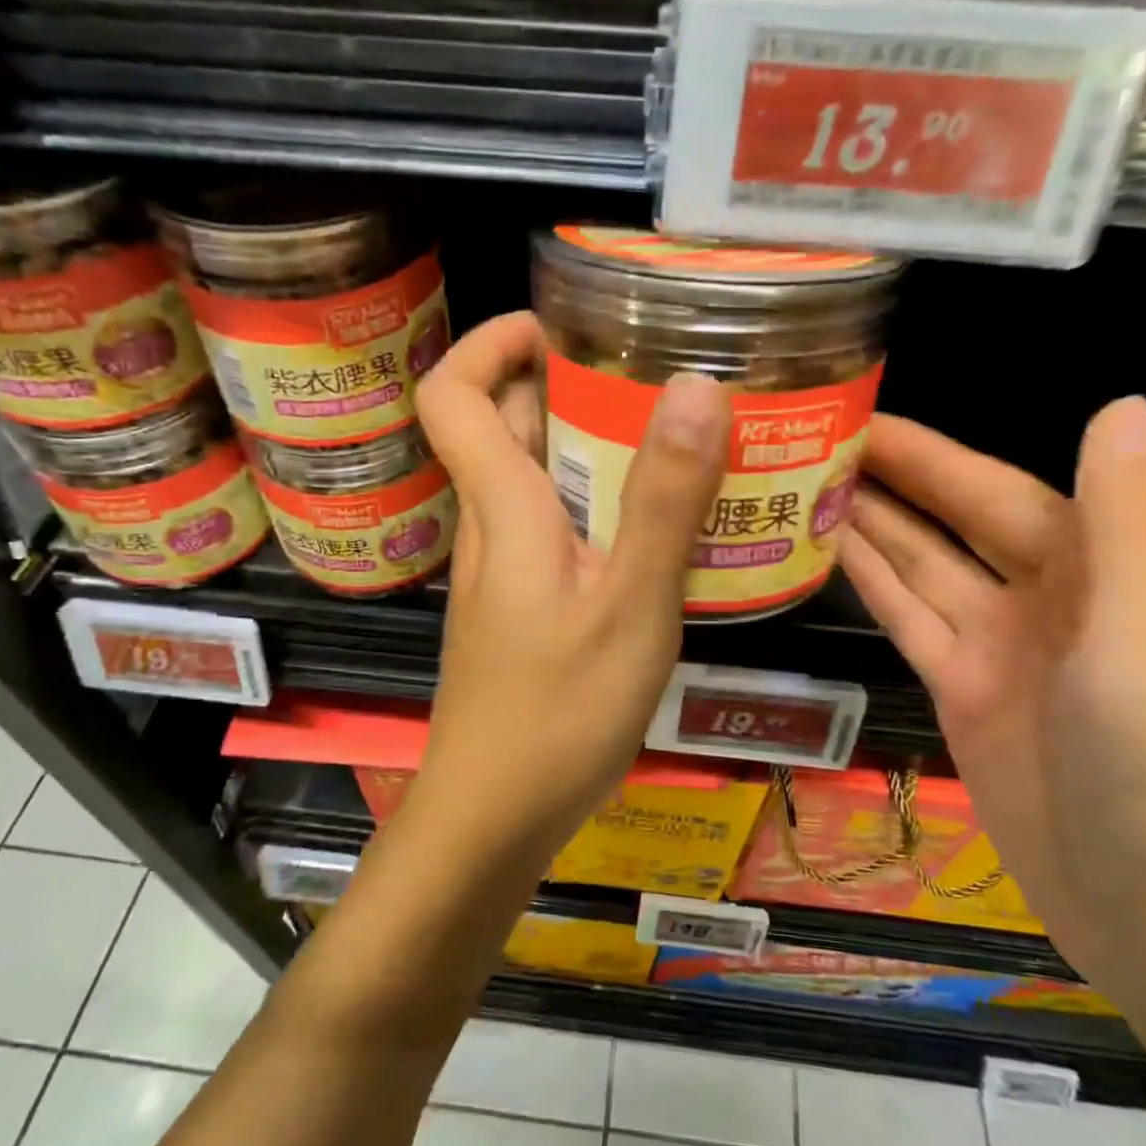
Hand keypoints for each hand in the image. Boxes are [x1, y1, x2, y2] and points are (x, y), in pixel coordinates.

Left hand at [412, 312, 730, 858]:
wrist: (494, 816)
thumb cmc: (558, 713)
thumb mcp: (630, 604)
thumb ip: (663, 500)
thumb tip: (694, 387)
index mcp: (503, 508)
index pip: (451, 394)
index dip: (492, 342)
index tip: (563, 328)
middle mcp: (493, 526)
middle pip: (506, 426)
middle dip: (569, 387)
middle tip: (654, 383)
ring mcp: (504, 570)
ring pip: (535, 480)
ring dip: (594, 448)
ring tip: (679, 445)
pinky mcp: (522, 606)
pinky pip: (554, 529)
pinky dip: (599, 506)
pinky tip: (661, 531)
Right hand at [837, 398, 1145, 1006]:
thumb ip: (1131, 520)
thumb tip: (1124, 405)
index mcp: (1099, 570)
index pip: (997, 490)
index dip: (934, 454)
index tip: (867, 418)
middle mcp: (1041, 597)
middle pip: (949, 522)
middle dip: (890, 480)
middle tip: (812, 442)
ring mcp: (993, 646)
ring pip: (918, 567)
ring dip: (867, 526)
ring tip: (803, 486)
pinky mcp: (957, 691)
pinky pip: (906, 620)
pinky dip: (869, 584)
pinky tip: (826, 552)